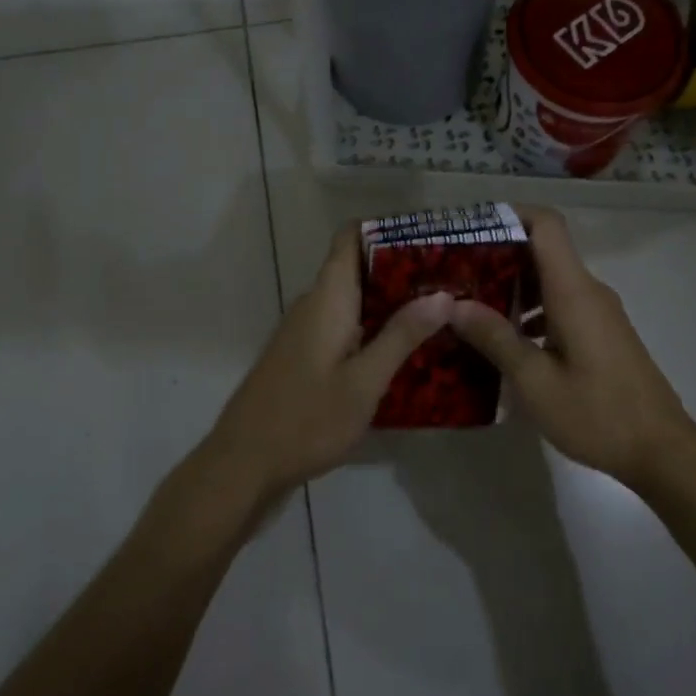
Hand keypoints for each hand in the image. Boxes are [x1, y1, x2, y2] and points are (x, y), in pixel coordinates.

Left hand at [203, 225, 450, 499]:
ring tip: (440, 313)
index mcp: (327, 298)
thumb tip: (444, 295)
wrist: (243, 465)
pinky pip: (344, 327)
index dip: (387, 230)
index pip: (350, 238)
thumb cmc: (306, 420)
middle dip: (402, 271)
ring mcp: (305, 331)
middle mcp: (313, 305)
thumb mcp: (364, 381)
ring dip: (390, 303)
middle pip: (357, 268)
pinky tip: (405, 352)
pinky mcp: (303, 357)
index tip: (429, 238)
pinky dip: (373, 329)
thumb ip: (402, 335)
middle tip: (451, 282)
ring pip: (353, 301)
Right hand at [449, 208, 695, 486]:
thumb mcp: (535, 381)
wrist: (661, 450)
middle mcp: (588, 291)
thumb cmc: (596, 413)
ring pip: (551, 280)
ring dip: (514, 287)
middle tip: (456, 274)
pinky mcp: (603, 333)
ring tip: (472, 308)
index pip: (546, 224)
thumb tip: (454, 304)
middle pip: (544, 250)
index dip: (510, 215)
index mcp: (573, 291)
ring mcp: (599, 312)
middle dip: (499, 256)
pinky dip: (532, 311)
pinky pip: (562, 304)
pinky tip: (507, 341)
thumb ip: (495, 338)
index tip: (471, 229)